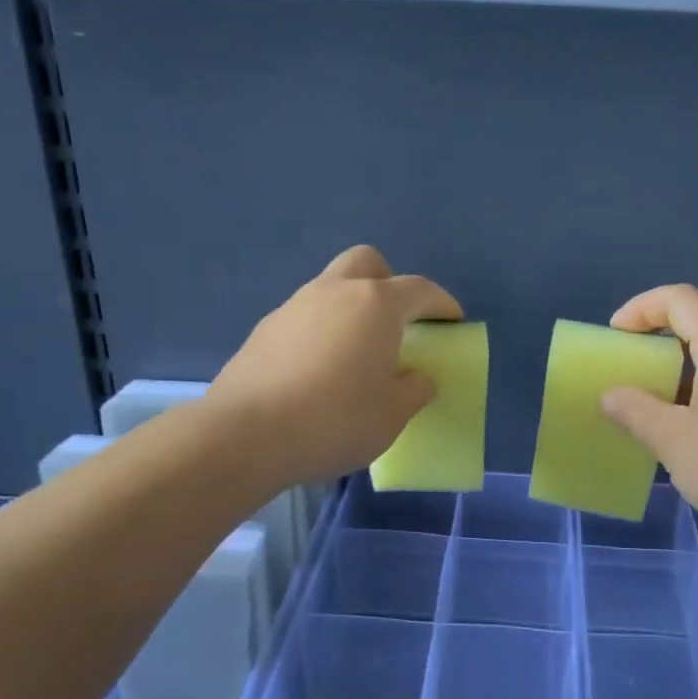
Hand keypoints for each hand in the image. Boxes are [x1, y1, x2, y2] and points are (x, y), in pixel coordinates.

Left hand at [206, 246, 461, 488]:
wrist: (245, 435)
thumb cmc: (335, 420)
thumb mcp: (392, 415)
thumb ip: (414, 390)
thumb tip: (417, 377)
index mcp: (376, 305)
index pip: (420, 289)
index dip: (441, 303)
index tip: (452, 321)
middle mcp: (334, 292)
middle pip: (368, 263)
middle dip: (389, 282)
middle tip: (396, 322)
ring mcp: (294, 306)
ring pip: (331, 287)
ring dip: (351, 308)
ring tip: (355, 354)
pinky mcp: (264, 330)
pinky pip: (305, 317)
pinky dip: (320, 331)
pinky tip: (317, 371)